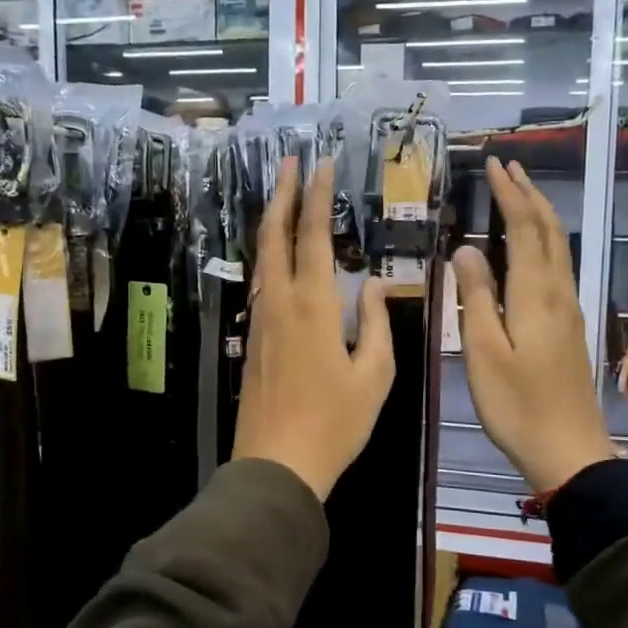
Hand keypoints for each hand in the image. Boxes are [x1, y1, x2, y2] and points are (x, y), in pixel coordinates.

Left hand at [232, 157, 394, 498]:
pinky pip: (261, 286)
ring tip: (282, 198)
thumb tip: (369, 286)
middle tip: (289, 162)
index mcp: (312, 307)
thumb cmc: (334, 423)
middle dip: (281, 194)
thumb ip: (375, 325)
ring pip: (262, 260)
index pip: (311, 237)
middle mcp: (279, 304)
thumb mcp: (373, 377)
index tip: (321, 165)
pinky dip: (270, 258)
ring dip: (272, 223)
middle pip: (274, 237)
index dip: (316, 197)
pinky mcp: (252, 341)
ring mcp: (260, 322)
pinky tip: (279, 258)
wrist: (276, 465)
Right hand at [453, 158, 617, 494]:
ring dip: (540, 215)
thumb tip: (466, 250)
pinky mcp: (570, 326)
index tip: (493, 165)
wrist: (569, 450)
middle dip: (529, 195)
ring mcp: (568, 310)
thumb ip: (475, 298)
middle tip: (508, 167)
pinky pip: (558, 267)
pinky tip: (532, 247)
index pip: (524, 230)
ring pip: (558, 248)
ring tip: (520, 194)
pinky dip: (544, 242)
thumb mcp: (483, 353)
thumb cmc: (517, 405)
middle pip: (549, 232)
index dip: (509, 195)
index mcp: (535, 296)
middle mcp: (557, 293)